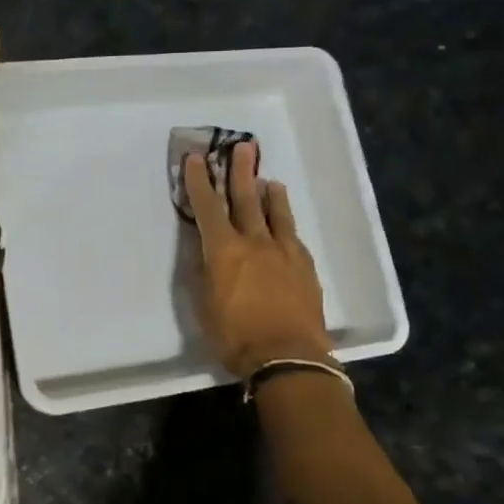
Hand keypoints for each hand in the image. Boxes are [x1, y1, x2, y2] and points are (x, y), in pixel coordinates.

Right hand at [185, 142, 330, 379]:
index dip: (200, 182)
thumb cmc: (235, 336)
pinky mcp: (305, 267)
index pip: (208, 207)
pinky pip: (293, 236)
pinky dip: (285, 224)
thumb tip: (201, 248)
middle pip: (246, 199)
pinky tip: (285, 226)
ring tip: (269, 181)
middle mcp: (255, 242)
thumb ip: (202, 272)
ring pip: (277, 213)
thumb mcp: (203, 306)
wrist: (288, 357)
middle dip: (241, 171)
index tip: (197, 159)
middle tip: (243, 146)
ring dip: (270, 194)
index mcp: (224, 250)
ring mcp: (285, 252)